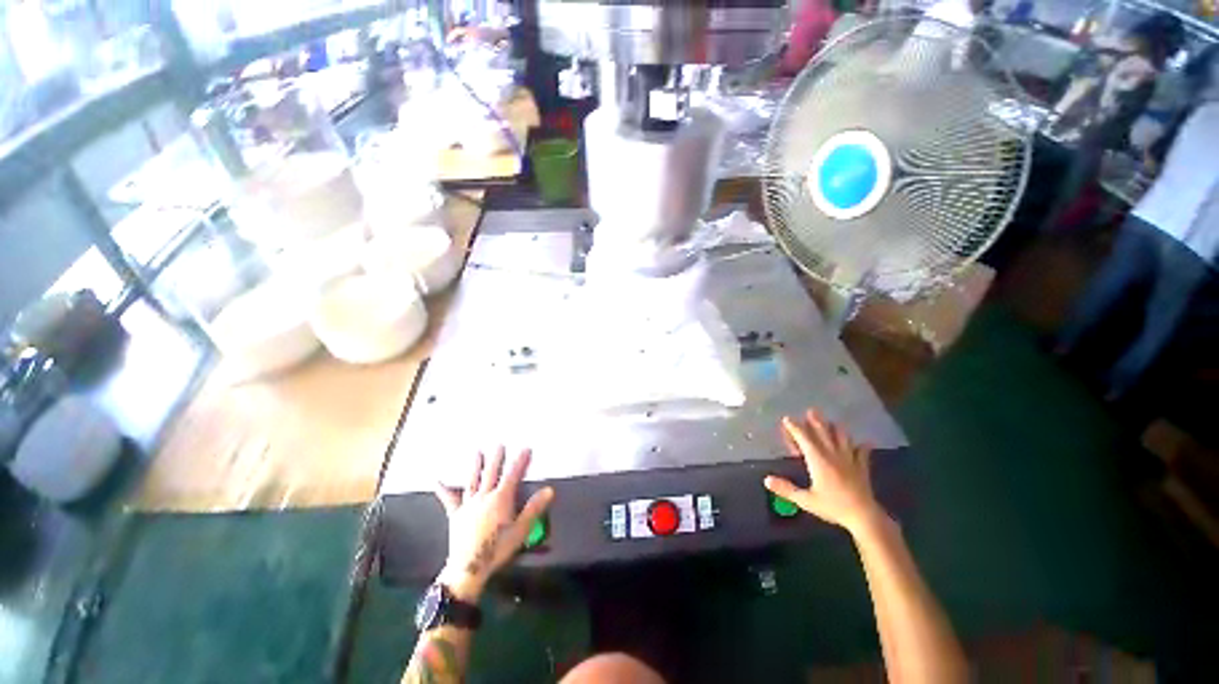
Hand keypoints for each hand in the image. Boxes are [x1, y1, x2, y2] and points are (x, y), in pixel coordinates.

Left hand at [433, 447, 553, 600]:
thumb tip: (549, 490)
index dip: (520, 461)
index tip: (526, 449)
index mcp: (501, 499)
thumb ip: (534, 508)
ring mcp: (469, 505)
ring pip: (473, 480)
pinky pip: (449, 499)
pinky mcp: (456, 515)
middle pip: (491, 472)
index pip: (513, 475)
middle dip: (497, 458)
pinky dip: (443, 489)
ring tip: (477, 452)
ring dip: (475, 465)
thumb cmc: (497, 549)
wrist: (468, 568)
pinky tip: (437, 481)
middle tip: (499, 444)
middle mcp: (484, 497)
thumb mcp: (521, 530)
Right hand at [763, 410, 885, 534]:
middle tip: (811, 410)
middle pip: (823, 433)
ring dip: (836, 429)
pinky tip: (862, 443)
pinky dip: (861, 446)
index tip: (786, 419)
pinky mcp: (862, 468)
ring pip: (843, 438)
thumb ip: (786, 489)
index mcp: (818, 460)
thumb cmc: (833, 507)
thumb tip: (766, 480)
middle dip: (816, 421)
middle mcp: (833, 455)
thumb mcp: (806, 500)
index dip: (794, 427)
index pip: (804, 438)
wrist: (864, 517)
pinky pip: (862, 452)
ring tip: (832, 422)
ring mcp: (849, 460)